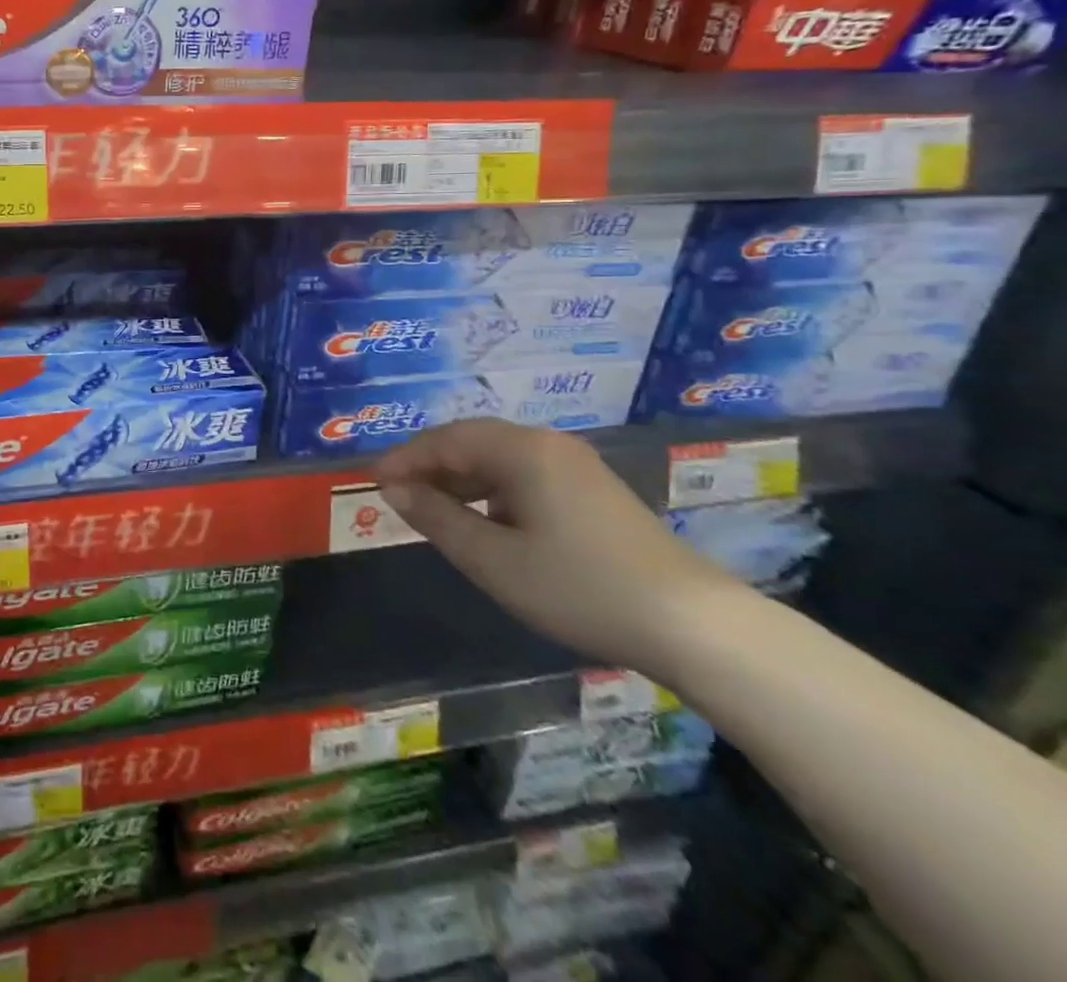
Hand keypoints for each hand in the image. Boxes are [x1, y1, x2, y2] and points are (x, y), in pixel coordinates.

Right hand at [373, 418, 745, 675]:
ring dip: (459, 478)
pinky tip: (484, 521)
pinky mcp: (592, 489)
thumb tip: (393, 490)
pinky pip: (523, 474)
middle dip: (430, 466)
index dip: (404, 459)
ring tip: (433, 510)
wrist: (693, 626)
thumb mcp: (492, 560)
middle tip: (398, 496)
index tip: (373, 482)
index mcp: (521, 450)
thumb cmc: (578, 587)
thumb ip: (436, 518)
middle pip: (471, 442)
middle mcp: (547, 444)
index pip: (445, 440)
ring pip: (498, 458)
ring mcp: (574, 465)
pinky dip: (491, 490)